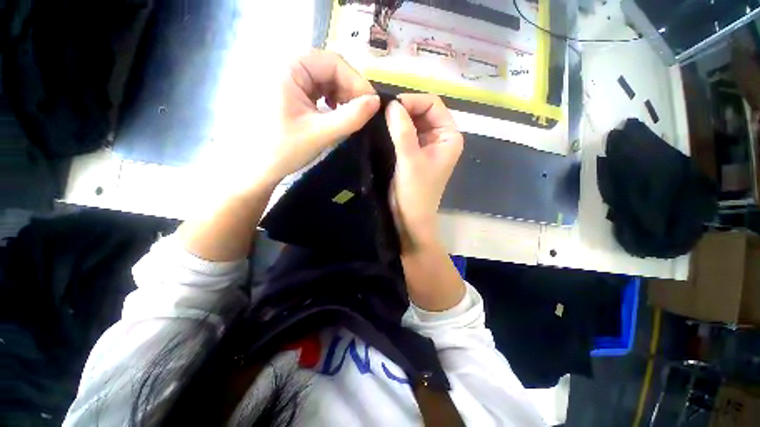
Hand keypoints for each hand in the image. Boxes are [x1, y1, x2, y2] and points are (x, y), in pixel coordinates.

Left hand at [263, 50, 379, 183]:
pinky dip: (332, 101)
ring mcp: (287, 80)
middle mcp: (287, 67)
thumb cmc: (284, 149)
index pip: (333, 62)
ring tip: (350, 115)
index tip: (371, 105)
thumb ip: (351, 117)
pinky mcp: (290, 93)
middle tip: (362, 112)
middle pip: (329, 69)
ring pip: (325, 80)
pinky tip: (335, 114)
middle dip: (350, 90)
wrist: (257, 168)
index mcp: (289, 68)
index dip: (356, 81)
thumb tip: (376, 102)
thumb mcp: (321, 133)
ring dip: (342, 96)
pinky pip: (318, 90)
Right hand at [385, 94, 463, 247]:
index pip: (433, 105)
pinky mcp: (413, 154)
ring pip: (412, 122)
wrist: (410, 218)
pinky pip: (404, 134)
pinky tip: (381, 130)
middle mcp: (440, 138)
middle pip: (422, 112)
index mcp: (449, 137)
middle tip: (380, 112)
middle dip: (403, 109)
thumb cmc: (415, 193)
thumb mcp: (410, 161)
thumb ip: (403, 131)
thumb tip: (392, 104)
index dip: (412, 101)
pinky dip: (394, 130)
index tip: (390, 107)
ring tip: (378, 119)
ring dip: (397, 120)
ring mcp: (426, 146)